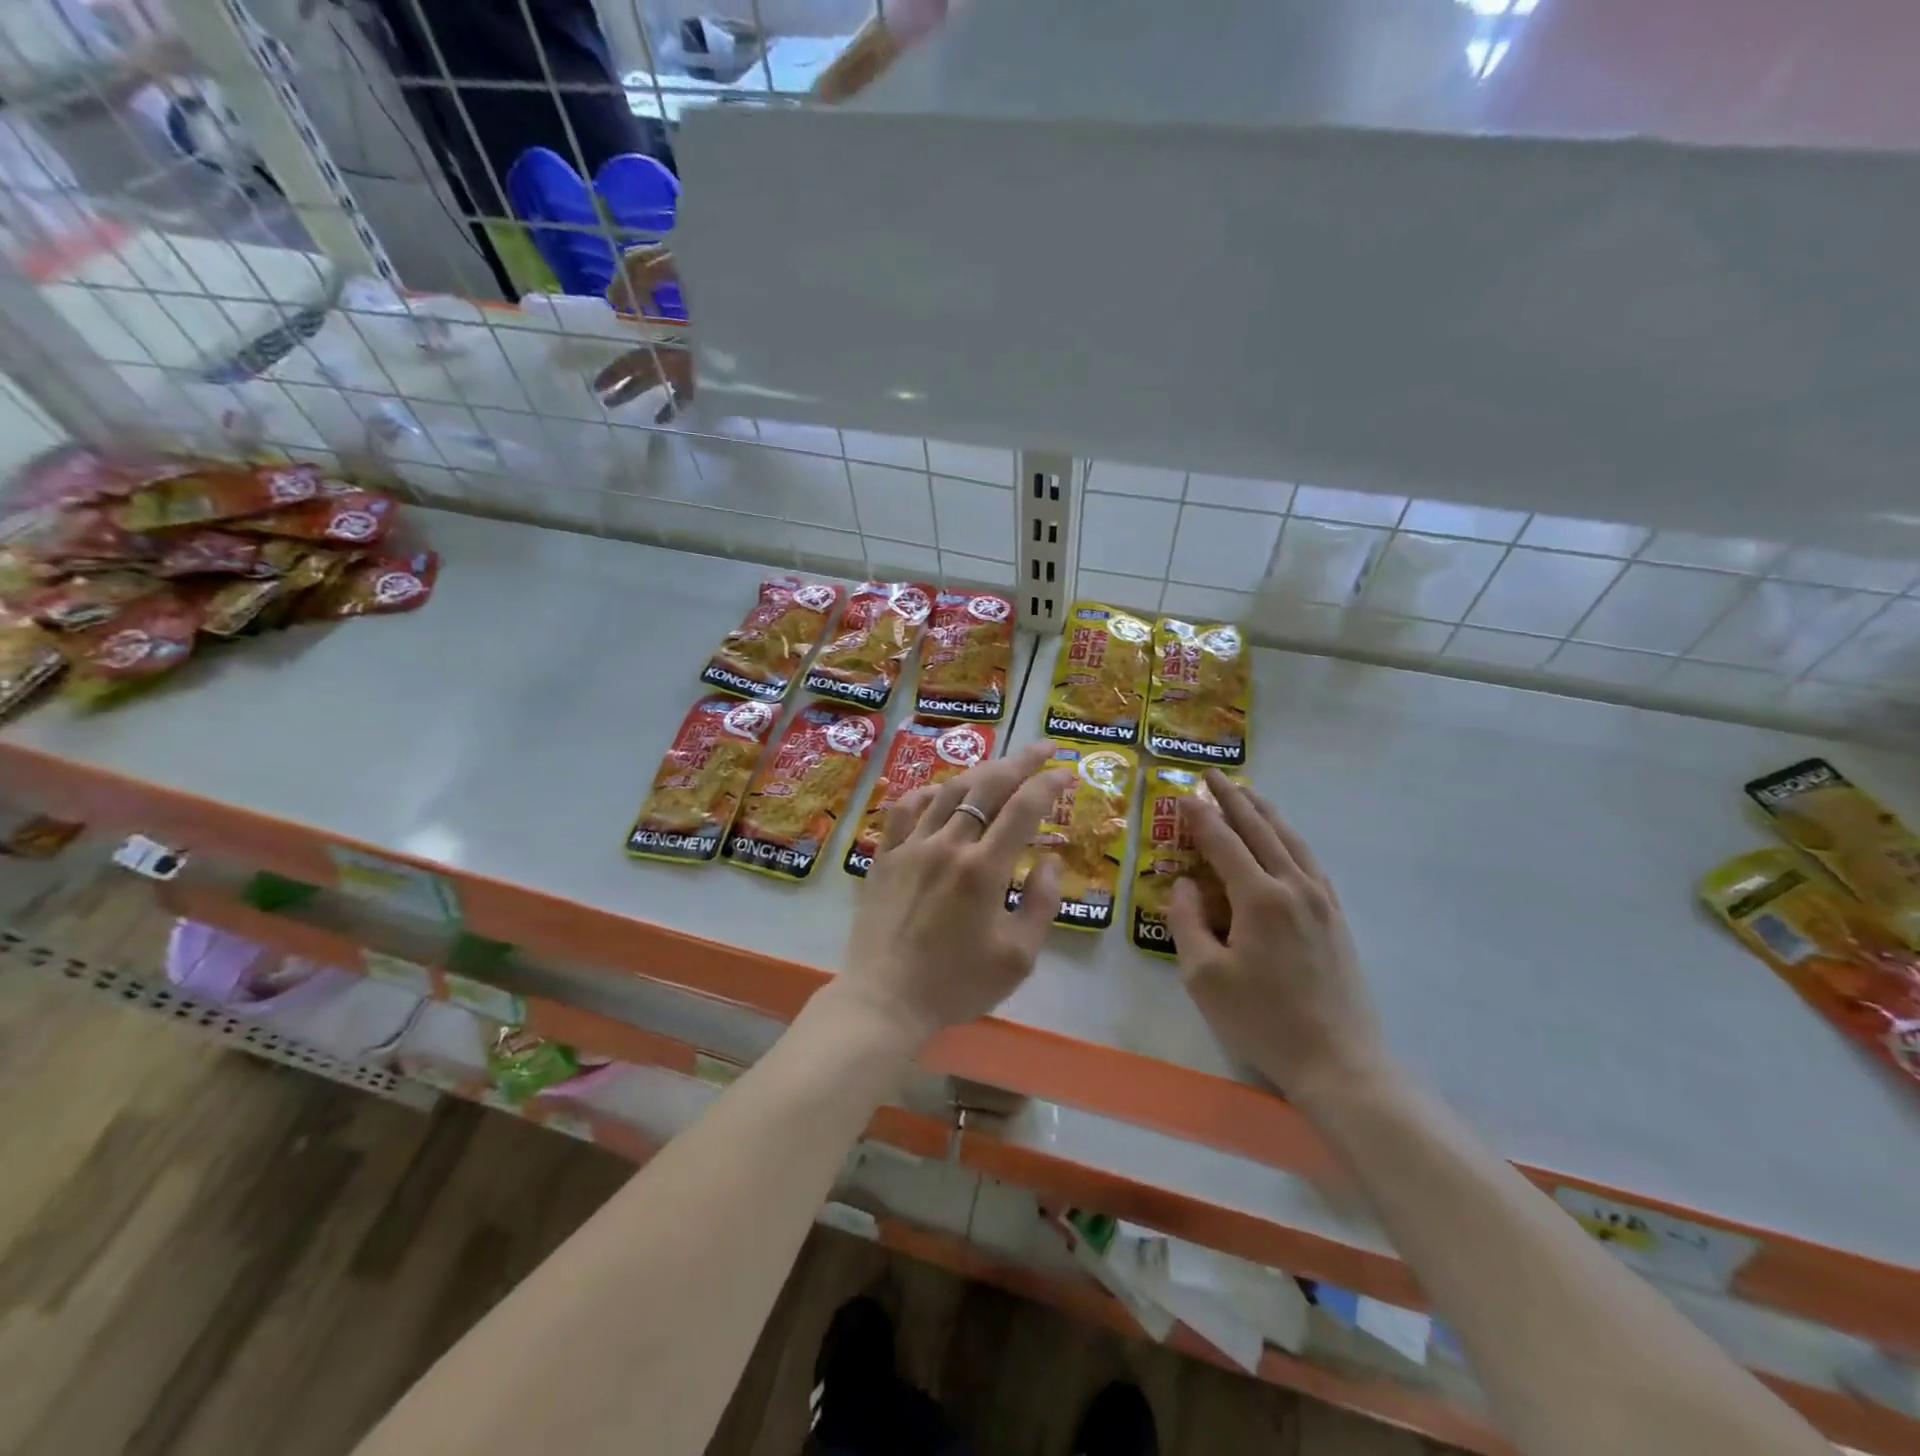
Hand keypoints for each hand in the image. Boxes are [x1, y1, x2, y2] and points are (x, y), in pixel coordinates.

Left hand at [841, 742, 1069, 1045]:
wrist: (884, 1001)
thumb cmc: (956, 985)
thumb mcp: (1017, 958)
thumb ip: (1041, 904)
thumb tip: (1052, 861)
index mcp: (983, 869)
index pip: (1023, 808)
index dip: (1048, 784)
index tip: (1066, 771)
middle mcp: (947, 845)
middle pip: (988, 786)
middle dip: (1020, 761)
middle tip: (1042, 747)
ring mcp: (910, 847)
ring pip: (949, 791)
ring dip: (980, 772)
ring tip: (1001, 766)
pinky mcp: (885, 856)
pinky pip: (906, 809)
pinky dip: (929, 793)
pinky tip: (941, 793)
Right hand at [1167, 773, 1388, 1105]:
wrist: (1338, 1061)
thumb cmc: (1262, 1020)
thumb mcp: (1204, 976)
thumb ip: (1186, 922)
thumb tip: (1183, 883)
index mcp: (1259, 898)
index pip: (1223, 842)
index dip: (1200, 816)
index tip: (1182, 794)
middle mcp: (1293, 887)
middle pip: (1260, 830)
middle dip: (1234, 799)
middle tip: (1212, 775)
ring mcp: (1320, 900)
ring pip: (1290, 840)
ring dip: (1265, 812)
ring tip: (1247, 792)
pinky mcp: (1335, 917)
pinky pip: (1309, 861)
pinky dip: (1289, 839)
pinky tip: (1284, 839)